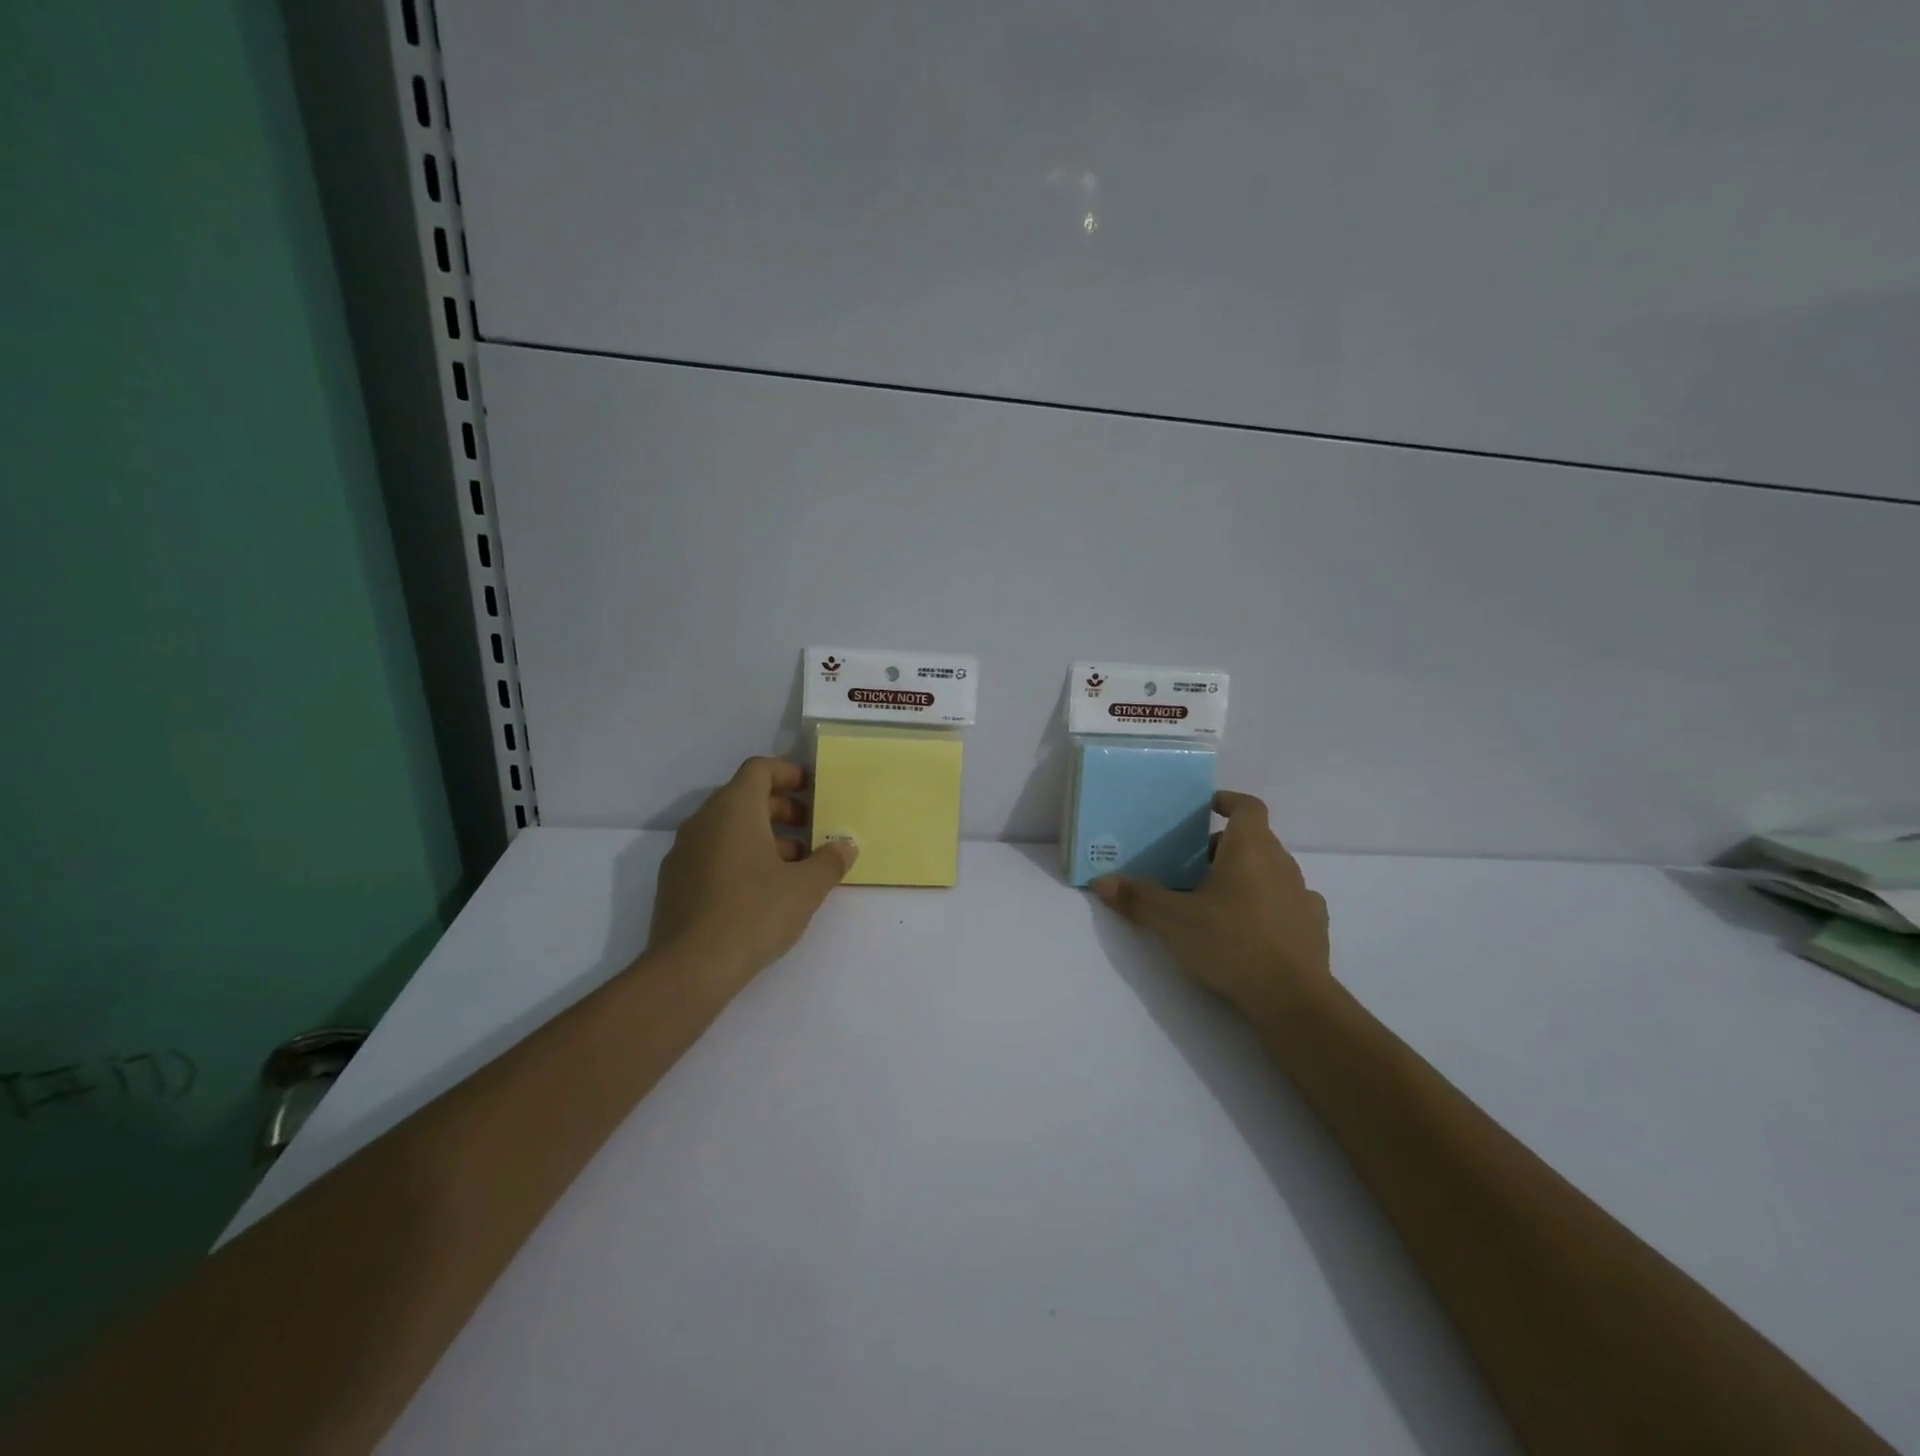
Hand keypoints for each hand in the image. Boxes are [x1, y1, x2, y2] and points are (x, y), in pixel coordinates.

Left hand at [648, 757, 857, 983]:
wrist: (690, 968)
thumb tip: (846, 845)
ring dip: (762, 836)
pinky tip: (760, 891)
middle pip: (743, 797)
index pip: (759, 769)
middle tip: (810, 830)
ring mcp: (683, 851)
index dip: (787, 773)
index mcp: (734, 809)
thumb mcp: (806, 887)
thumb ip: (831, 861)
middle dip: (780, 808)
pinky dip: (739, 857)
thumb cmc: (754, 913)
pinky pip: (712, 853)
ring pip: (727, 827)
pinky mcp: (674, 882)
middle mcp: (703, 821)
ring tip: (792, 866)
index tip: (811, 790)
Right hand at [1093, 791, 1329, 1022]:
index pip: (1247, 806)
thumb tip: (1101, 881)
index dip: (1227, 801)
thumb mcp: (1173, 921)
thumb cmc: (1230, 943)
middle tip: (1193, 866)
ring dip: (1247, 875)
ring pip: (1271, 870)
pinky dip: (1269, 904)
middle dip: (1224, 847)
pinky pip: (1288, 901)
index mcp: (1250, 848)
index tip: (1206, 808)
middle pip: (1254, 839)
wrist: (1292, 999)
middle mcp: (1281, 862)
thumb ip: (1138, 898)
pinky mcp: (1313, 925)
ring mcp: (1302, 894)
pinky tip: (1253, 926)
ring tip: (1217, 900)